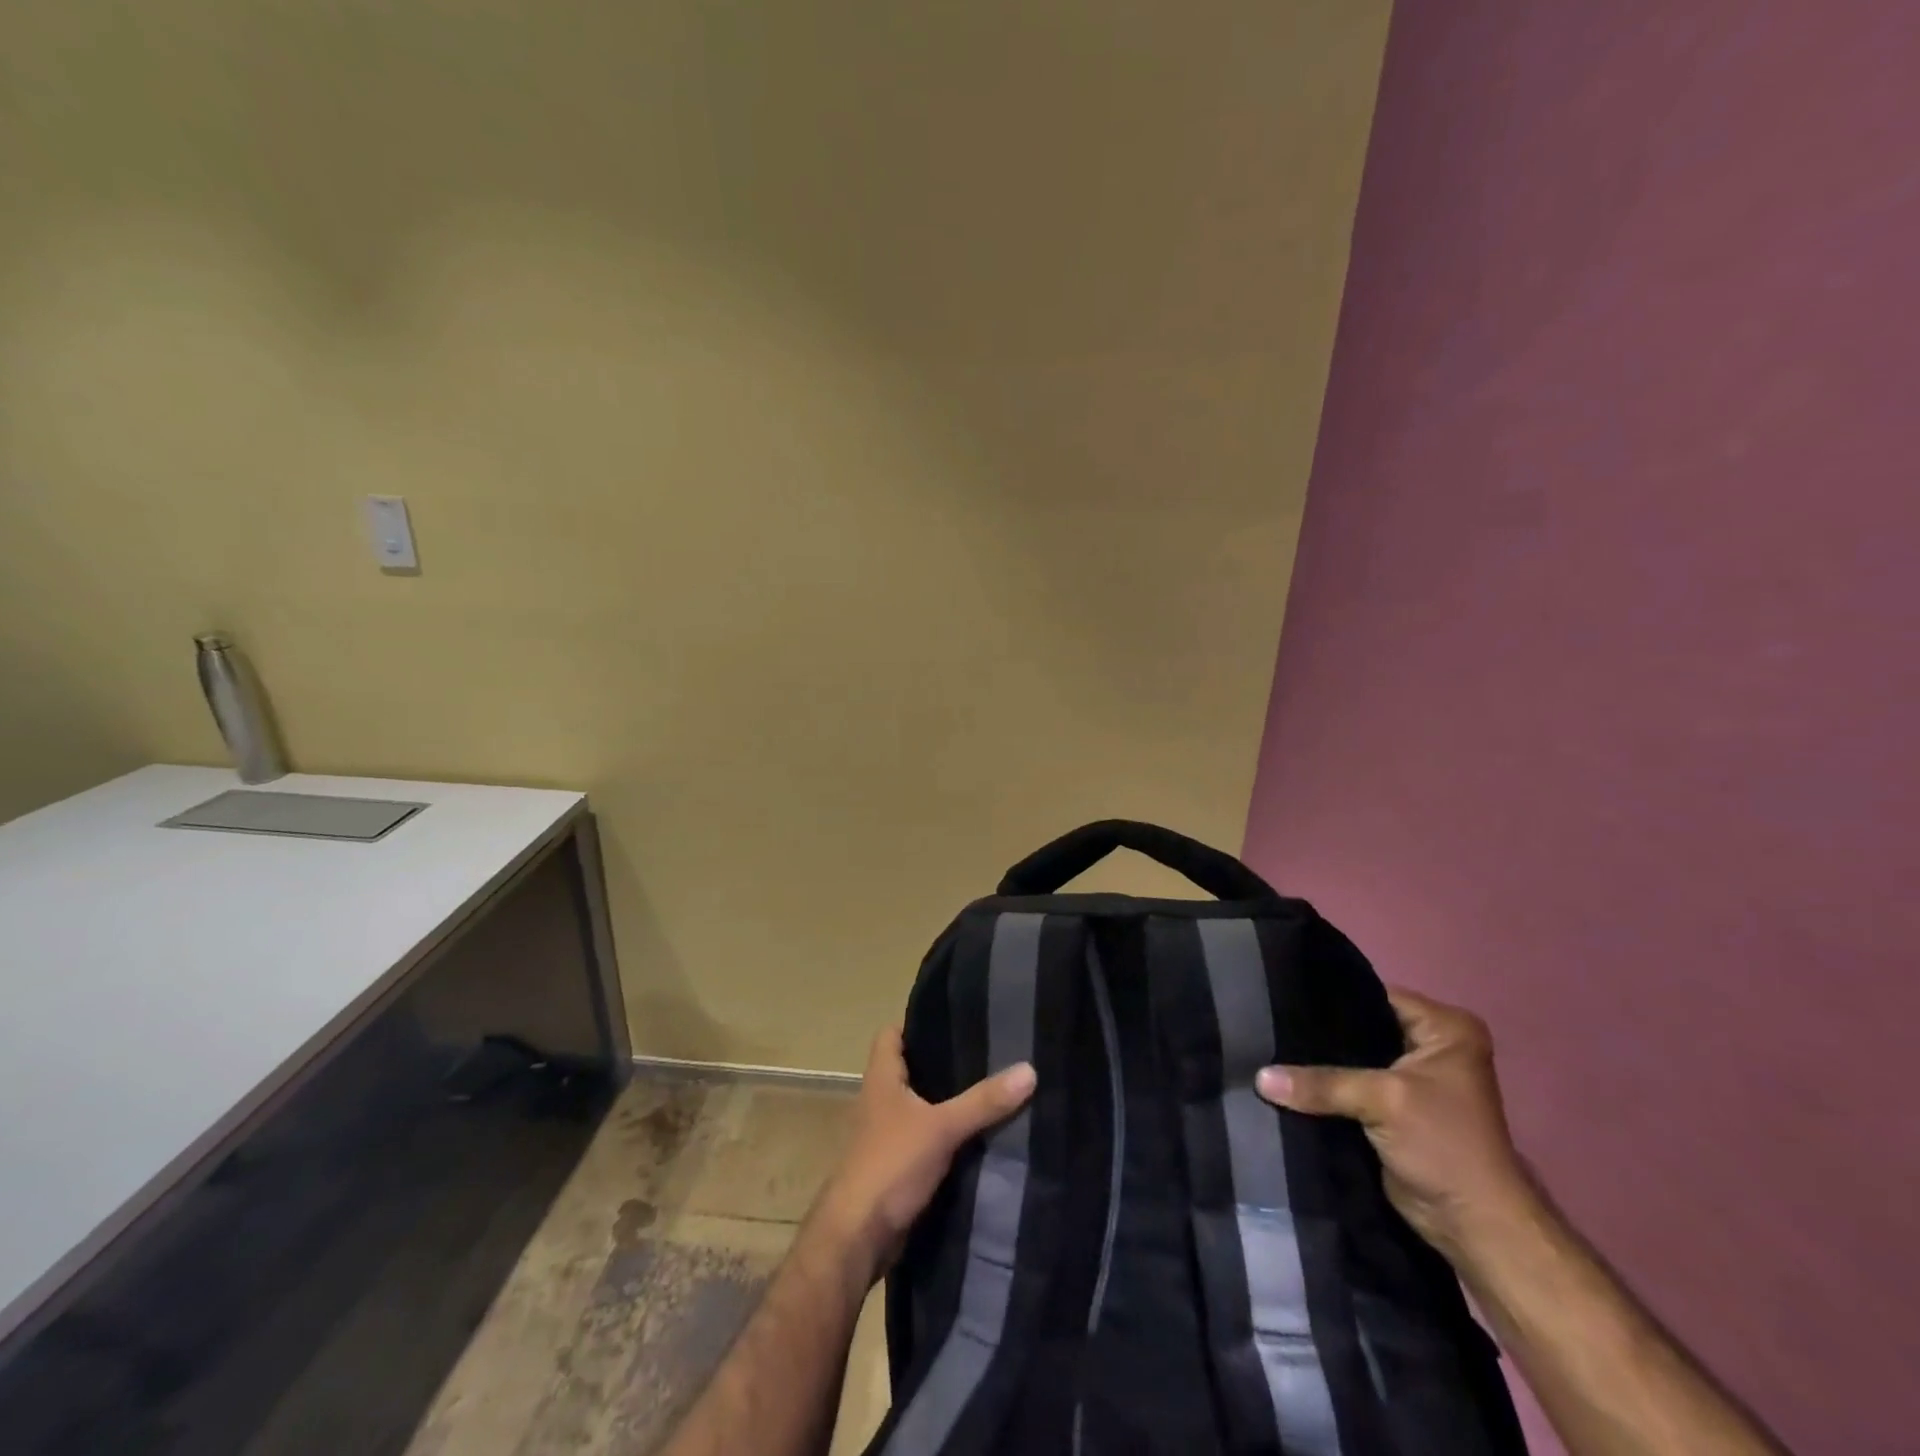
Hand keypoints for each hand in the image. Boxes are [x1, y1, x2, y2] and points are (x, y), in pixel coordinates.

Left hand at [814, 1026, 1036, 1284]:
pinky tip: (978, 1136)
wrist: (858, 1238)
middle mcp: (880, 1101)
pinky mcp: (897, 1166)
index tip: (954, 1018)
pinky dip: (947, 1136)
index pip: (891, 1034)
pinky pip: (926, 1140)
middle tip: (986, 1053)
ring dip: (947, 1102)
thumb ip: (983, 1101)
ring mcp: (886, 1135)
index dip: (916, 1023)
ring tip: (989, 1090)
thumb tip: (1029, 1069)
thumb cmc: (891, 1165)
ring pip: (920, 1106)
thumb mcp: (942, 1127)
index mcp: (881, 1079)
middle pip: (910, 1069)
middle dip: (943, 1063)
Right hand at [1256, 987, 1533, 1258]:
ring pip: (1352, 1057)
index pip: (1374, 994)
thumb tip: (1258, 1077)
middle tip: (1268, 1022)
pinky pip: (1350, 1084)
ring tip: (1269, 1047)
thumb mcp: (1383, 1101)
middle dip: (1320, 1031)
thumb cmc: (1444, 1146)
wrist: (1472, 1226)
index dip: (1331, 996)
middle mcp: (1431, 1045)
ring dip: (1320, 1063)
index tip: (1282, 994)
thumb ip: (1321, 1083)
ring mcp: (1412, 1078)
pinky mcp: (1394, 1108)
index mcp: (1445, 1029)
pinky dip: (1326, 1087)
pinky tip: (1287, 1078)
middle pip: (1361, 1025)